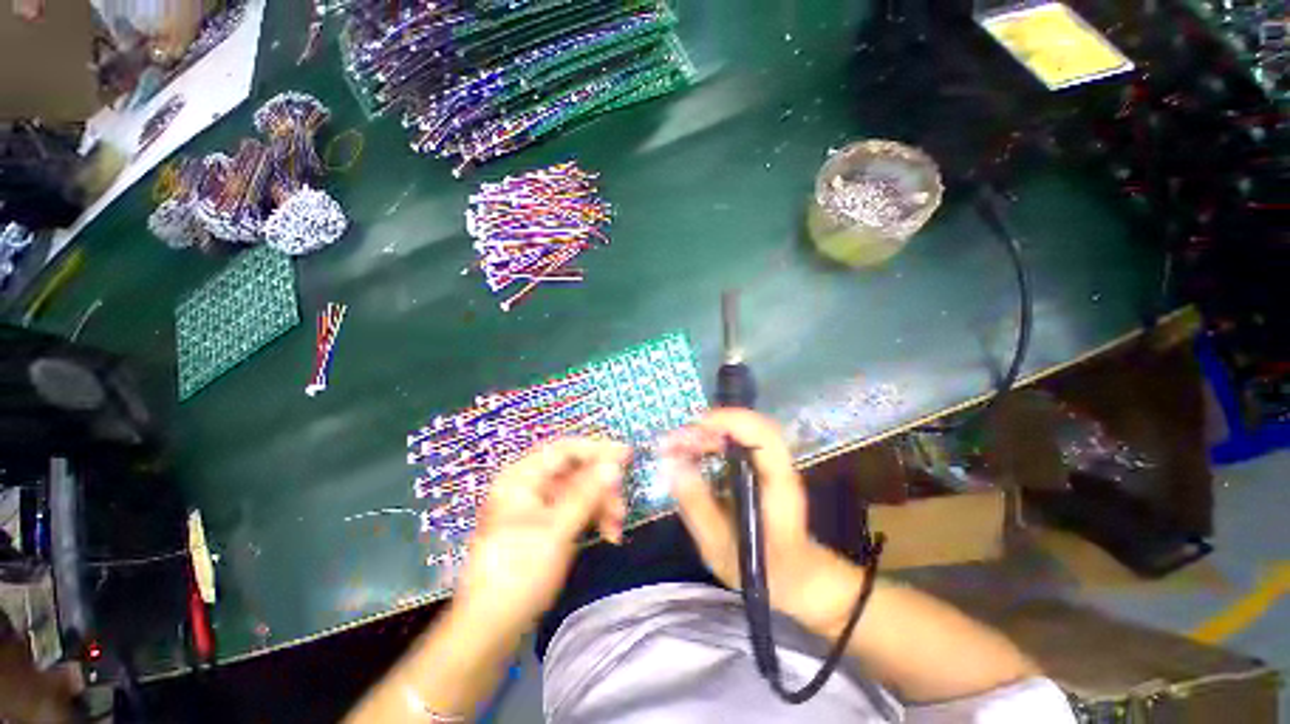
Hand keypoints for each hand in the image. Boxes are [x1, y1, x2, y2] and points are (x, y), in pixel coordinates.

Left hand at [454, 439, 629, 638]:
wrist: (491, 627)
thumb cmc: (519, 573)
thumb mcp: (557, 531)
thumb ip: (587, 494)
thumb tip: (613, 466)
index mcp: (521, 478)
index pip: (564, 450)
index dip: (597, 450)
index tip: (627, 456)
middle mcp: (528, 485)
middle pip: (575, 471)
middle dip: (602, 487)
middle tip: (621, 506)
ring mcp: (537, 505)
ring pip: (579, 491)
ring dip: (601, 504)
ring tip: (616, 528)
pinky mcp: (545, 524)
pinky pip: (575, 508)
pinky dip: (593, 517)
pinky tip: (608, 533)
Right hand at [660, 410, 864, 633]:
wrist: (797, 579)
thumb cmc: (762, 570)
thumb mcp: (721, 545)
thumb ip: (696, 504)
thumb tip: (671, 464)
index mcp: (778, 485)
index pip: (763, 435)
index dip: (730, 421)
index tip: (694, 426)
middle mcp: (779, 466)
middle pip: (749, 426)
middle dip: (709, 426)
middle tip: (675, 441)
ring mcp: (772, 464)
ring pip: (742, 431)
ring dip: (709, 432)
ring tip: (678, 446)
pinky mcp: (762, 466)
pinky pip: (738, 441)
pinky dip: (713, 440)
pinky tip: (692, 452)